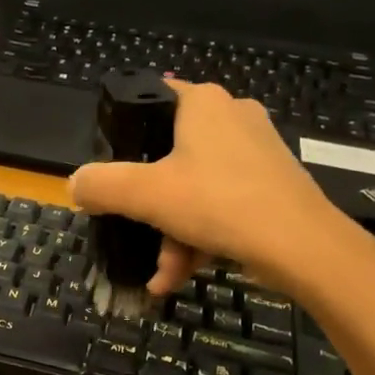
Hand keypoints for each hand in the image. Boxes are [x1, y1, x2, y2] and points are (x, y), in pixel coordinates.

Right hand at [69, 78, 350, 293]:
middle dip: (150, 210)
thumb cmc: (218, 203)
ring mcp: (256, 152)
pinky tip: (179, 277)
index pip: (153, 97)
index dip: (126, 130)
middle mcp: (232, 117)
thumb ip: (102, 185)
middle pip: (170, 158)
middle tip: (135, 239)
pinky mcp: (271, 185)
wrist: (300, 244)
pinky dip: (199, 240)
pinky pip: (220, 207)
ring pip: (195, 190)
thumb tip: (74, 184)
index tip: (112, 167)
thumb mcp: (145, 195)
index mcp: (203, 103)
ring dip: (171, 237)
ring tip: (161, 277)